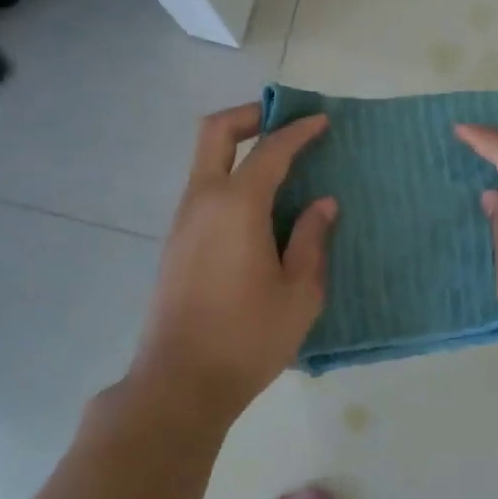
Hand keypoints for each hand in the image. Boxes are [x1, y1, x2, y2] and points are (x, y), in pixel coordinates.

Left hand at [130, 103, 336, 417]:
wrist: (180, 382)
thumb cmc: (248, 337)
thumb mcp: (299, 292)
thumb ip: (312, 239)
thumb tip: (322, 203)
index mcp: (237, 206)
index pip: (270, 150)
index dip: (298, 130)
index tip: (322, 120)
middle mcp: (202, 201)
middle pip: (215, 132)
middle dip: (250, 115)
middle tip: (283, 120)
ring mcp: (182, 222)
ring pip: (204, 161)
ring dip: (238, 148)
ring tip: (279, 164)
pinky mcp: (175, 244)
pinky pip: (203, 191)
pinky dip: (230, 178)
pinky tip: (258, 207)